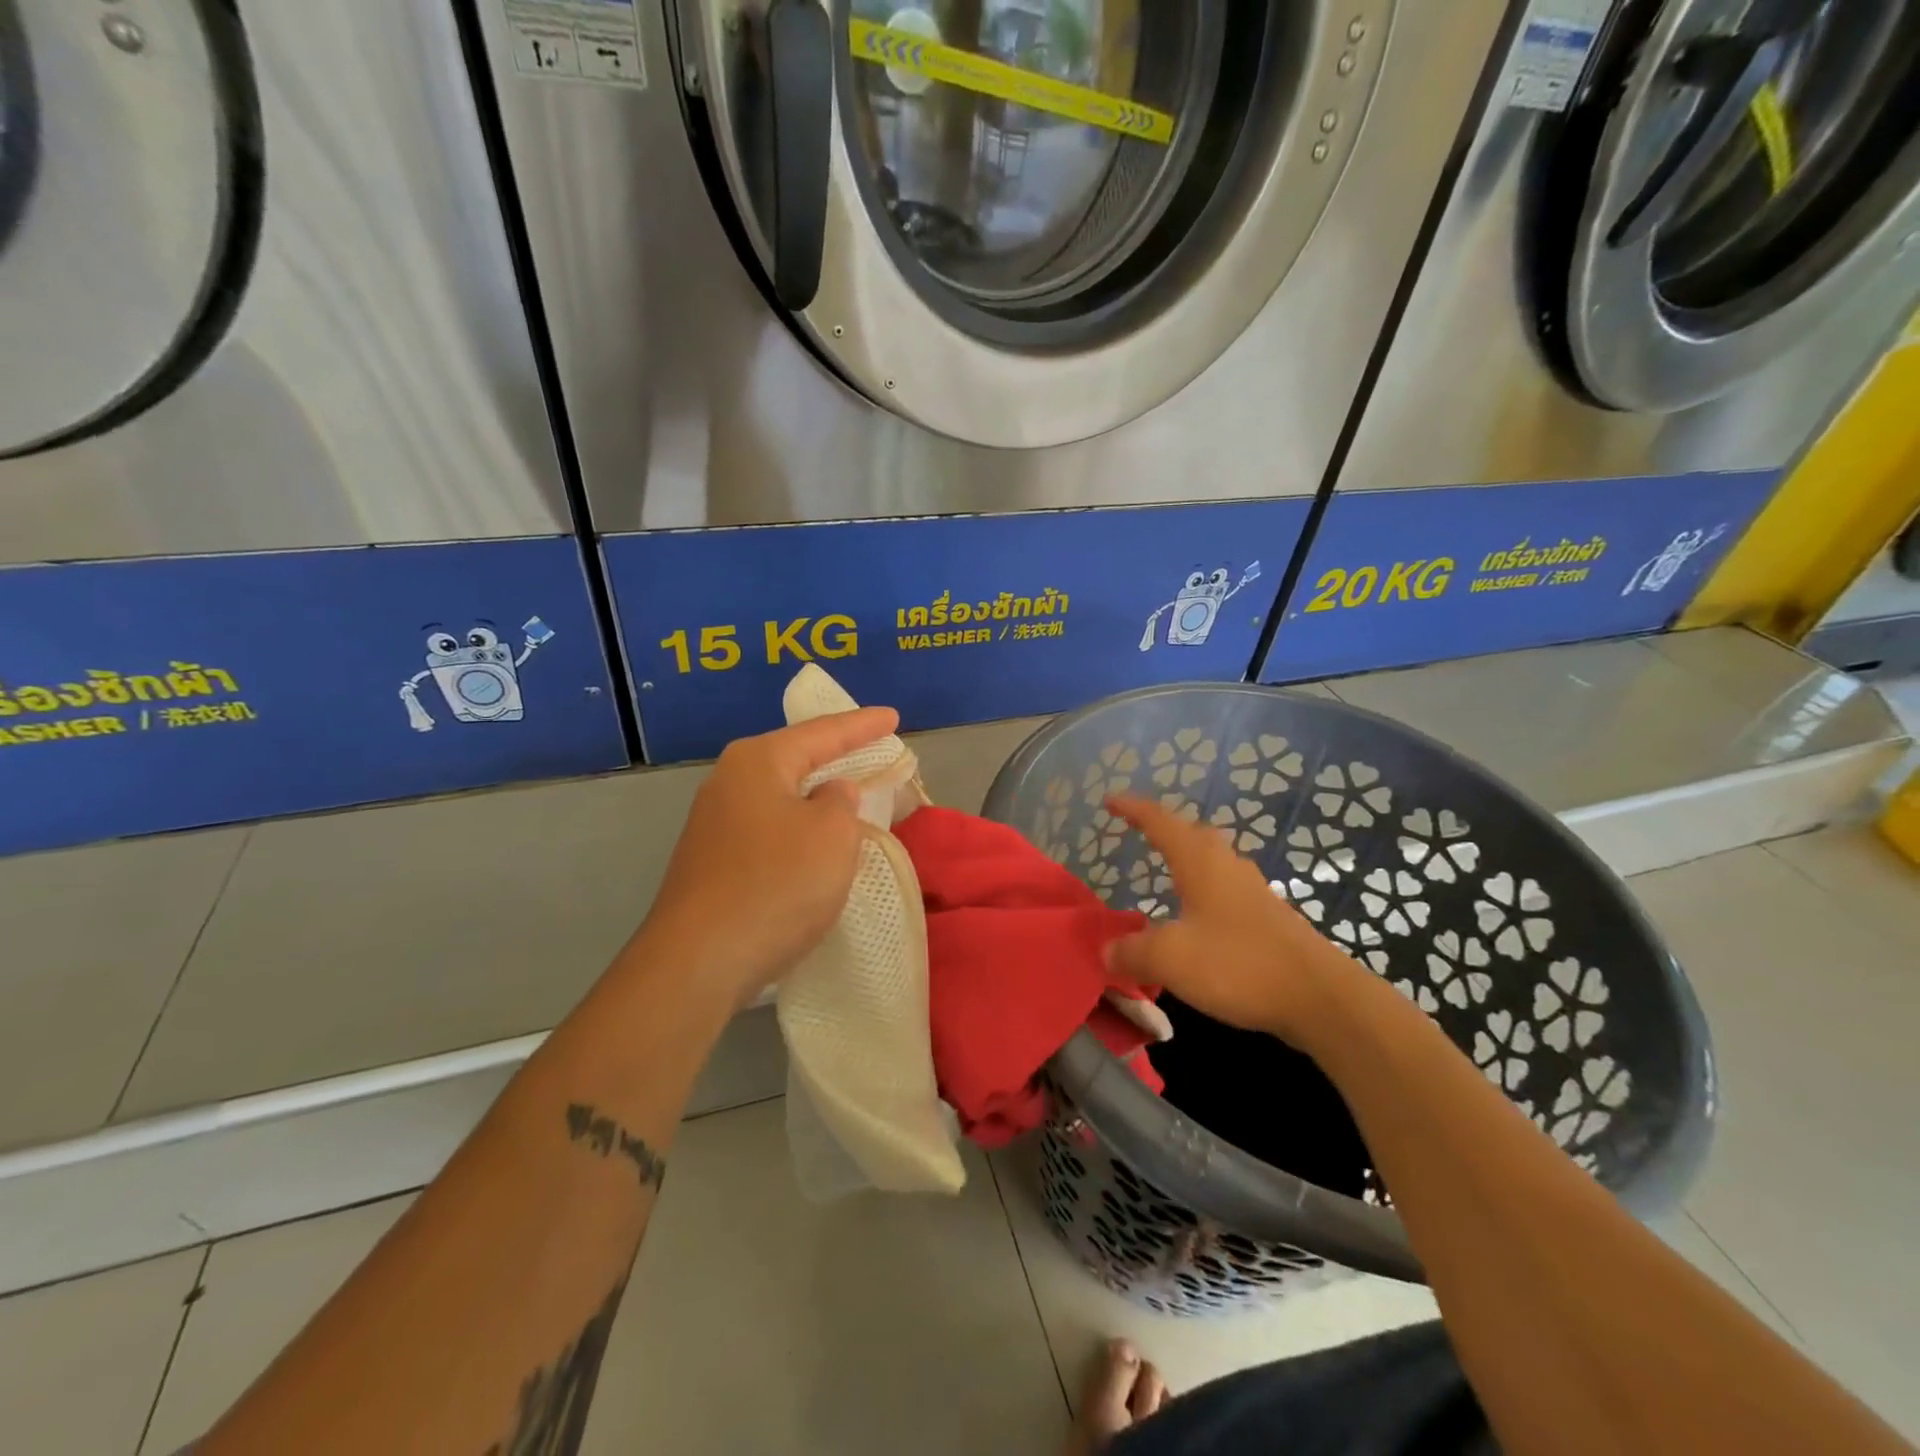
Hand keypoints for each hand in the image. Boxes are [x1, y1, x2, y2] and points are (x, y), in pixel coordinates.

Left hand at [633, 708, 899, 1008]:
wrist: (699, 961)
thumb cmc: (777, 883)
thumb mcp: (832, 835)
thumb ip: (841, 802)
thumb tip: (829, 793)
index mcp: (758, 761)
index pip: (823, 732)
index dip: (863, 725)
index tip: (893, 717)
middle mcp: (729, 782)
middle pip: (795, 759)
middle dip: (836, 756)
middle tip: (873, 750)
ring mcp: (714, 823)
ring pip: (781, 797)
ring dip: (816, 797)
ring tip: (850, 796)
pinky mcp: (712, 861)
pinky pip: (769, 829)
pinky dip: (798, 828)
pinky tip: (815, 844)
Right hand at [1104, 794, 1367, 1044]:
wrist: (1320, 997)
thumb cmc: (1237, 963)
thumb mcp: (1169, 958)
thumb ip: (1132, 951)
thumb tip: (1106, 951)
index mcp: (1199, 861)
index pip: (1158, 821)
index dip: (1131, 808)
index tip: (1109, 799)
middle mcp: (1226, 865)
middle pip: (1190, 833)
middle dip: (1163, 829)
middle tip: (1138, 831)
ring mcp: (1252, 890)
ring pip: (1212, 861)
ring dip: (1186, 859)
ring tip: (1166, 870)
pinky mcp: (1268, 917)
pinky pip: (1225, 888)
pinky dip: (1202, 891)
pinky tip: (1198, 917)